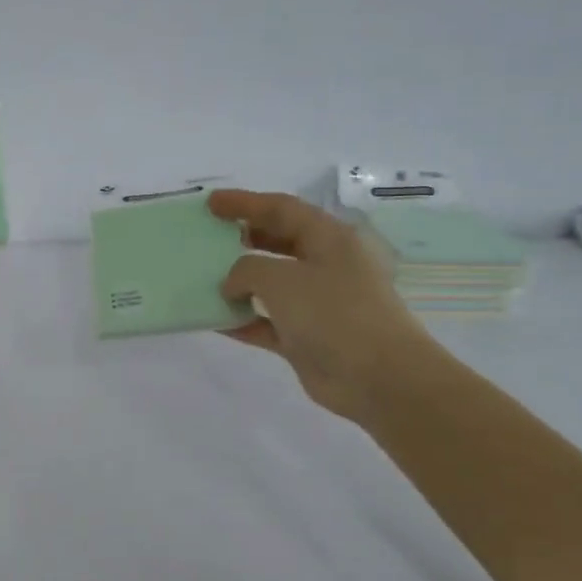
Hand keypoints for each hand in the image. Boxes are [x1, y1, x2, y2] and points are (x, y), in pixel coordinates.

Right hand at [209, 189, 440, 423]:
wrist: (377, 377)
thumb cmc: (333, 314)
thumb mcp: (281, 279)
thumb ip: (246, 269)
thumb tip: (232, 283)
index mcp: (329, 239)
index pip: (282, 209)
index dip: (245, 202)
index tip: (210, 203)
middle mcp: (326, 265)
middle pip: (278, 241)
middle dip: (242, 238)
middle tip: (207, 237)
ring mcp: (317, 303)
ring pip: (270, 284)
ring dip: (238, 281)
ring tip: (203, 277)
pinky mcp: (307, 337)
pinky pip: (266, 321)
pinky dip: (242, 319)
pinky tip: (214, 320)